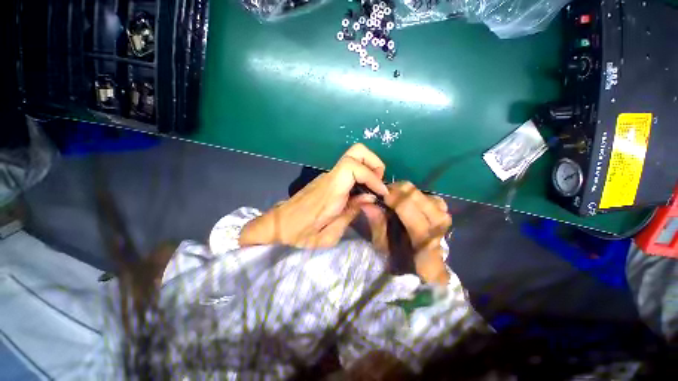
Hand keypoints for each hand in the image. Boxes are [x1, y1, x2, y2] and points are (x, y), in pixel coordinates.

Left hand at [239, 144, 387, 247]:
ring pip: (354, 157)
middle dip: (374, 163)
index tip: (381, 193)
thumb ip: (351, 213)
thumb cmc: (301, 233)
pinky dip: (362, 173)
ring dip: (369, 167)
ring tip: (374, 188)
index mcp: (330, 191)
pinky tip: (363, 190)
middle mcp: (330, 177)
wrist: (280, 224)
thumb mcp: (329, 234)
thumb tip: (370, 198)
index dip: (372, 176)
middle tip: (379, 183)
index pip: (353, 166)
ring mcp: (328, 176)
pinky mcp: (328, 179)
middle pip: (356, 151)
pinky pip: (349, 168)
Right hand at [362, 182, 450, 284]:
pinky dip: (415, 194)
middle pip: (415, 194)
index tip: (379, 195)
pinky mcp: (444, 212)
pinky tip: (407, 200)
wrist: (428, 269)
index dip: (391, 197)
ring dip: (405, 191)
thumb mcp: (384, 246)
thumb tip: (366, 202)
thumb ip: (377, 223)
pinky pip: (429, 195)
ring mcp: (444, 216)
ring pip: (422, 192)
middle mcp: (438, 223)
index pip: (407, 207)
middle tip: (384, 194)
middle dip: (396, 190)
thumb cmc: (403, 262)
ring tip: (394, 197)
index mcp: (423, 238)